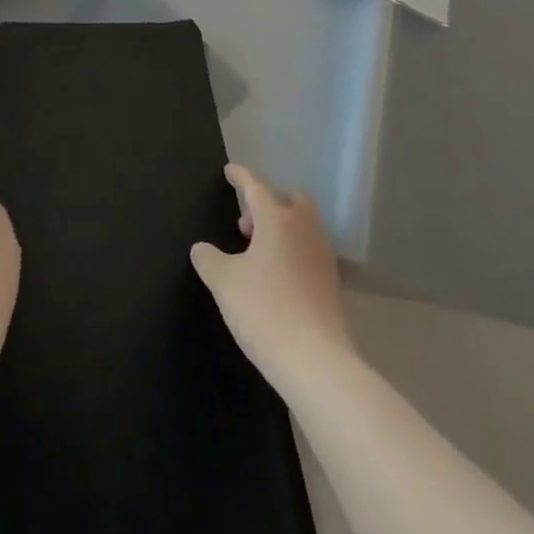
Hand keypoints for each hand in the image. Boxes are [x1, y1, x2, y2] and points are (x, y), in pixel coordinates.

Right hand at [191, 164, 356, 391]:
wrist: (318, 363)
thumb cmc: (265, 311)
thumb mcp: (224, 283)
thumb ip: (209, 260)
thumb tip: (201, 249)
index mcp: (277, 220)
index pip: (256, 187)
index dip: (241, 177)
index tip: (230, 170)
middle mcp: (304, 229)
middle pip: (291, 201)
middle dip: (269, 203)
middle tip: (246, 225)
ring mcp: (323, 256)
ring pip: (303, 226)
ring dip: (281, 229)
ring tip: (257, 254)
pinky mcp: (332, 284)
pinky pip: (309, 252)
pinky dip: (292, 253)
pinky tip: (276, 278)